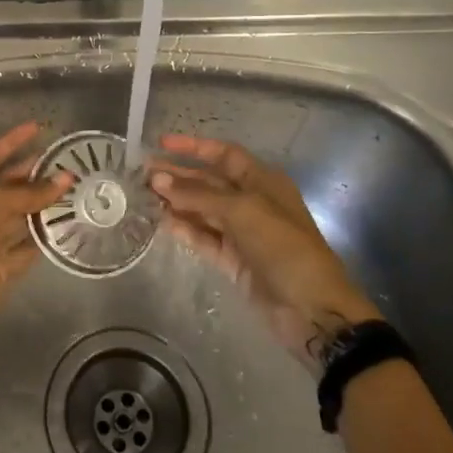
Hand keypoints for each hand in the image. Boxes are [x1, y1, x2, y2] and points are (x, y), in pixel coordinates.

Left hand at [0, 121, 73, 341]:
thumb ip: (27, 192)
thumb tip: (65, 178)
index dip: (10, 142)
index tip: (37, 128)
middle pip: (5, 187)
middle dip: (32, 174)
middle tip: (66, 162)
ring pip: (17, 217)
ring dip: (42, 205)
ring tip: (74, 190)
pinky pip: (24, 248)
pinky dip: (43, 239)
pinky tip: (67, 227)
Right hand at [150, 133, 381, 369]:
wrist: (310, 309)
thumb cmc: (283, 246)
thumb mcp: (242, 211)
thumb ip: (197, 195)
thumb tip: (157, 179)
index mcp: (263, 181)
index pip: (224, 154)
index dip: (194, 147)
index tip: (161, 143)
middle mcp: (251, 201)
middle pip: (209, 182)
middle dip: (178, 175)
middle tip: (142, 174)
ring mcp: (241, 232)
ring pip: (202, 210)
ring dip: (176, 202)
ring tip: (143, 195)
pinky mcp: (232, 260)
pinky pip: (203, 237)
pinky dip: (183, 228)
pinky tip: (160, 221)